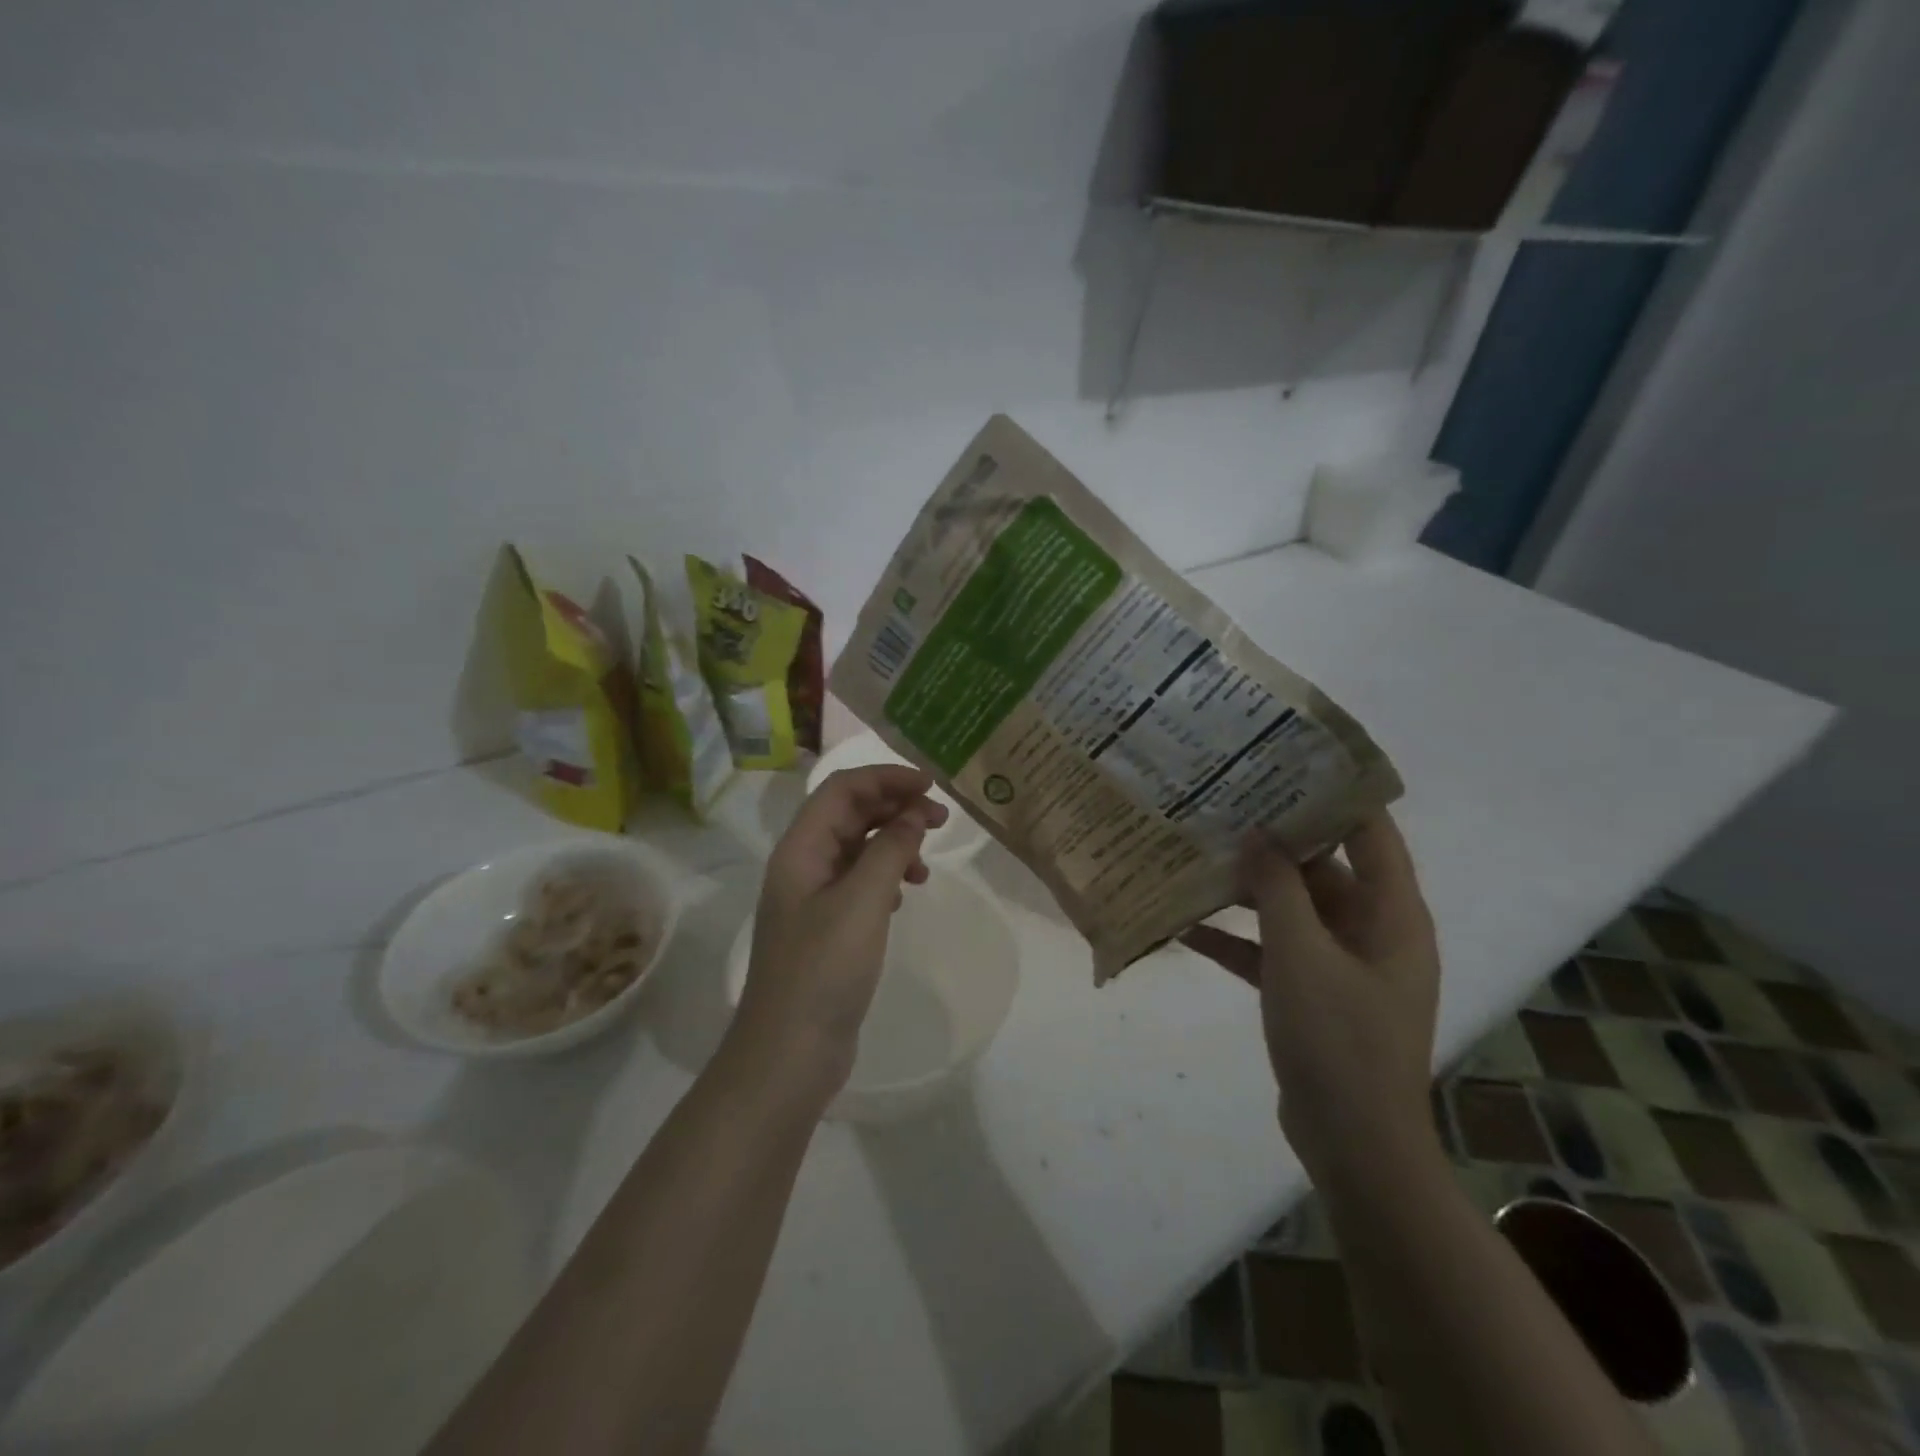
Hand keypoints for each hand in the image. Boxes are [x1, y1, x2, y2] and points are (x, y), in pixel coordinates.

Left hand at [731, 765, 947, 1095]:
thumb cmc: (823, 970)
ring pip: (857, 848)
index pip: (842, 789)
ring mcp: (813, 898)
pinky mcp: (827, 927)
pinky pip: (860, 882)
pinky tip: (905, 893)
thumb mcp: (863, 901)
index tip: (931, 786)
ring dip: (894, 843)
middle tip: (941, 819)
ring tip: (927, 864)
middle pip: (850, 814)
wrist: (789, 1053)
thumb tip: (914, 814)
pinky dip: (887, 875)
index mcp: (800, 849)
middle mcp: (802, 865)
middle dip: (895, 807)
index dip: (886, 778)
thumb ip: (890, 849)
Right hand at [1181, 812, 1440, 1190]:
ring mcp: (1342, 966)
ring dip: (1251, 890)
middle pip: (1325, 868)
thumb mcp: (1301, 956)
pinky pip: (1273, 952)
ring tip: (1200, 854)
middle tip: (1225, 804)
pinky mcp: (1313, 995)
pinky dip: (1238, 940)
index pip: (1372, 833)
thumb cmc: (1338, 1041)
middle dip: (1276, 840)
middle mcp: (1373, 932)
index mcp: (1392, 915)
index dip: (1336, 795)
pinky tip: (1186, 926)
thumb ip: (1277, 891)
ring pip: (1294, 910)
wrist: (1353, 1145)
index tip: (1285, 762)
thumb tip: (1257, 835)